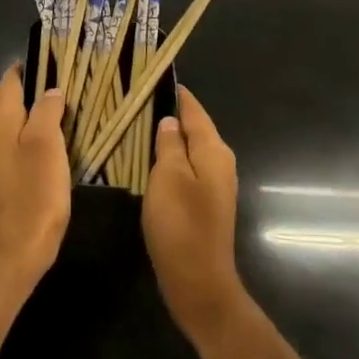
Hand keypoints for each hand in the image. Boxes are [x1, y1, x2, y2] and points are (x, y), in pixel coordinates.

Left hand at [0, 67, 71, 291]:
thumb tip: (50, 90)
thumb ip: (47, 112)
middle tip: (54, 83)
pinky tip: (39, 146)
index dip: (27, 69)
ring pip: (2, 124)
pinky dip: (21, 136)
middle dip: (24, 89)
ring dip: (22, 113)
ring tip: (51, 110)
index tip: (50, 60)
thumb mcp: (47, 146)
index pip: (9, 82)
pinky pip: (5, 146)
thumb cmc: (33, 193)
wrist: (11, 251)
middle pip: (2, 101)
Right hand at [143, 86, 247, 348]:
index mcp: (214, 150)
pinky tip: (150, 160)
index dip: (176, 93)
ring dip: (169, 137)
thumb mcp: (168, 177)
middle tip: (139, 99)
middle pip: (195, 128)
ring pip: (190, 149)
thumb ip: (170, 144)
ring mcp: (215, 184)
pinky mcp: (205, 203)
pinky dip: (171, 159)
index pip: (194, 110)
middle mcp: (220, 162)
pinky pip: (187, 168)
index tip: (154, 76)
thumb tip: (171, 121)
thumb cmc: (181, 225)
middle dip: (171, 113)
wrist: (198, 281)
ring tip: (139, 124)